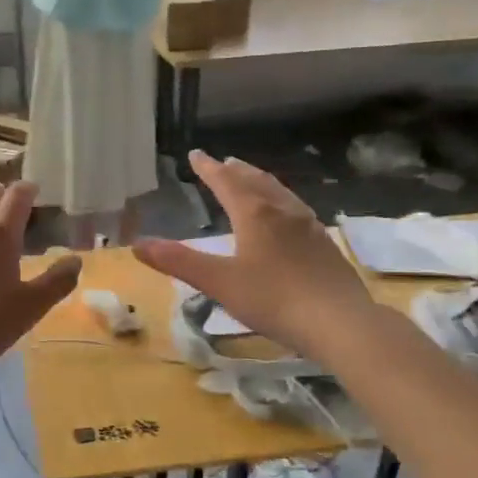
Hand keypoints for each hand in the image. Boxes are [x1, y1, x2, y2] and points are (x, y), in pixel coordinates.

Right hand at [134, 151, 370, 355]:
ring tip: (252, 179)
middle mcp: (283, 212)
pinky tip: (286, 218)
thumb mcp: (219, 282)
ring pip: (280, 193)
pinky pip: (296, 210)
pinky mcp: (325, 245)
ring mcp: (309, 226)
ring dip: (261, 182)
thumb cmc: (274, 299)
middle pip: (256, 181)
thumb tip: (137, 244)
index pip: (227, 182)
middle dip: (237, 171)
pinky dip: (281, 202)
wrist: (340, 322)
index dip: (209, 168)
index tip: (196, 154)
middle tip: (224, 162)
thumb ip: (179, 262)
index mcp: (255, 214)